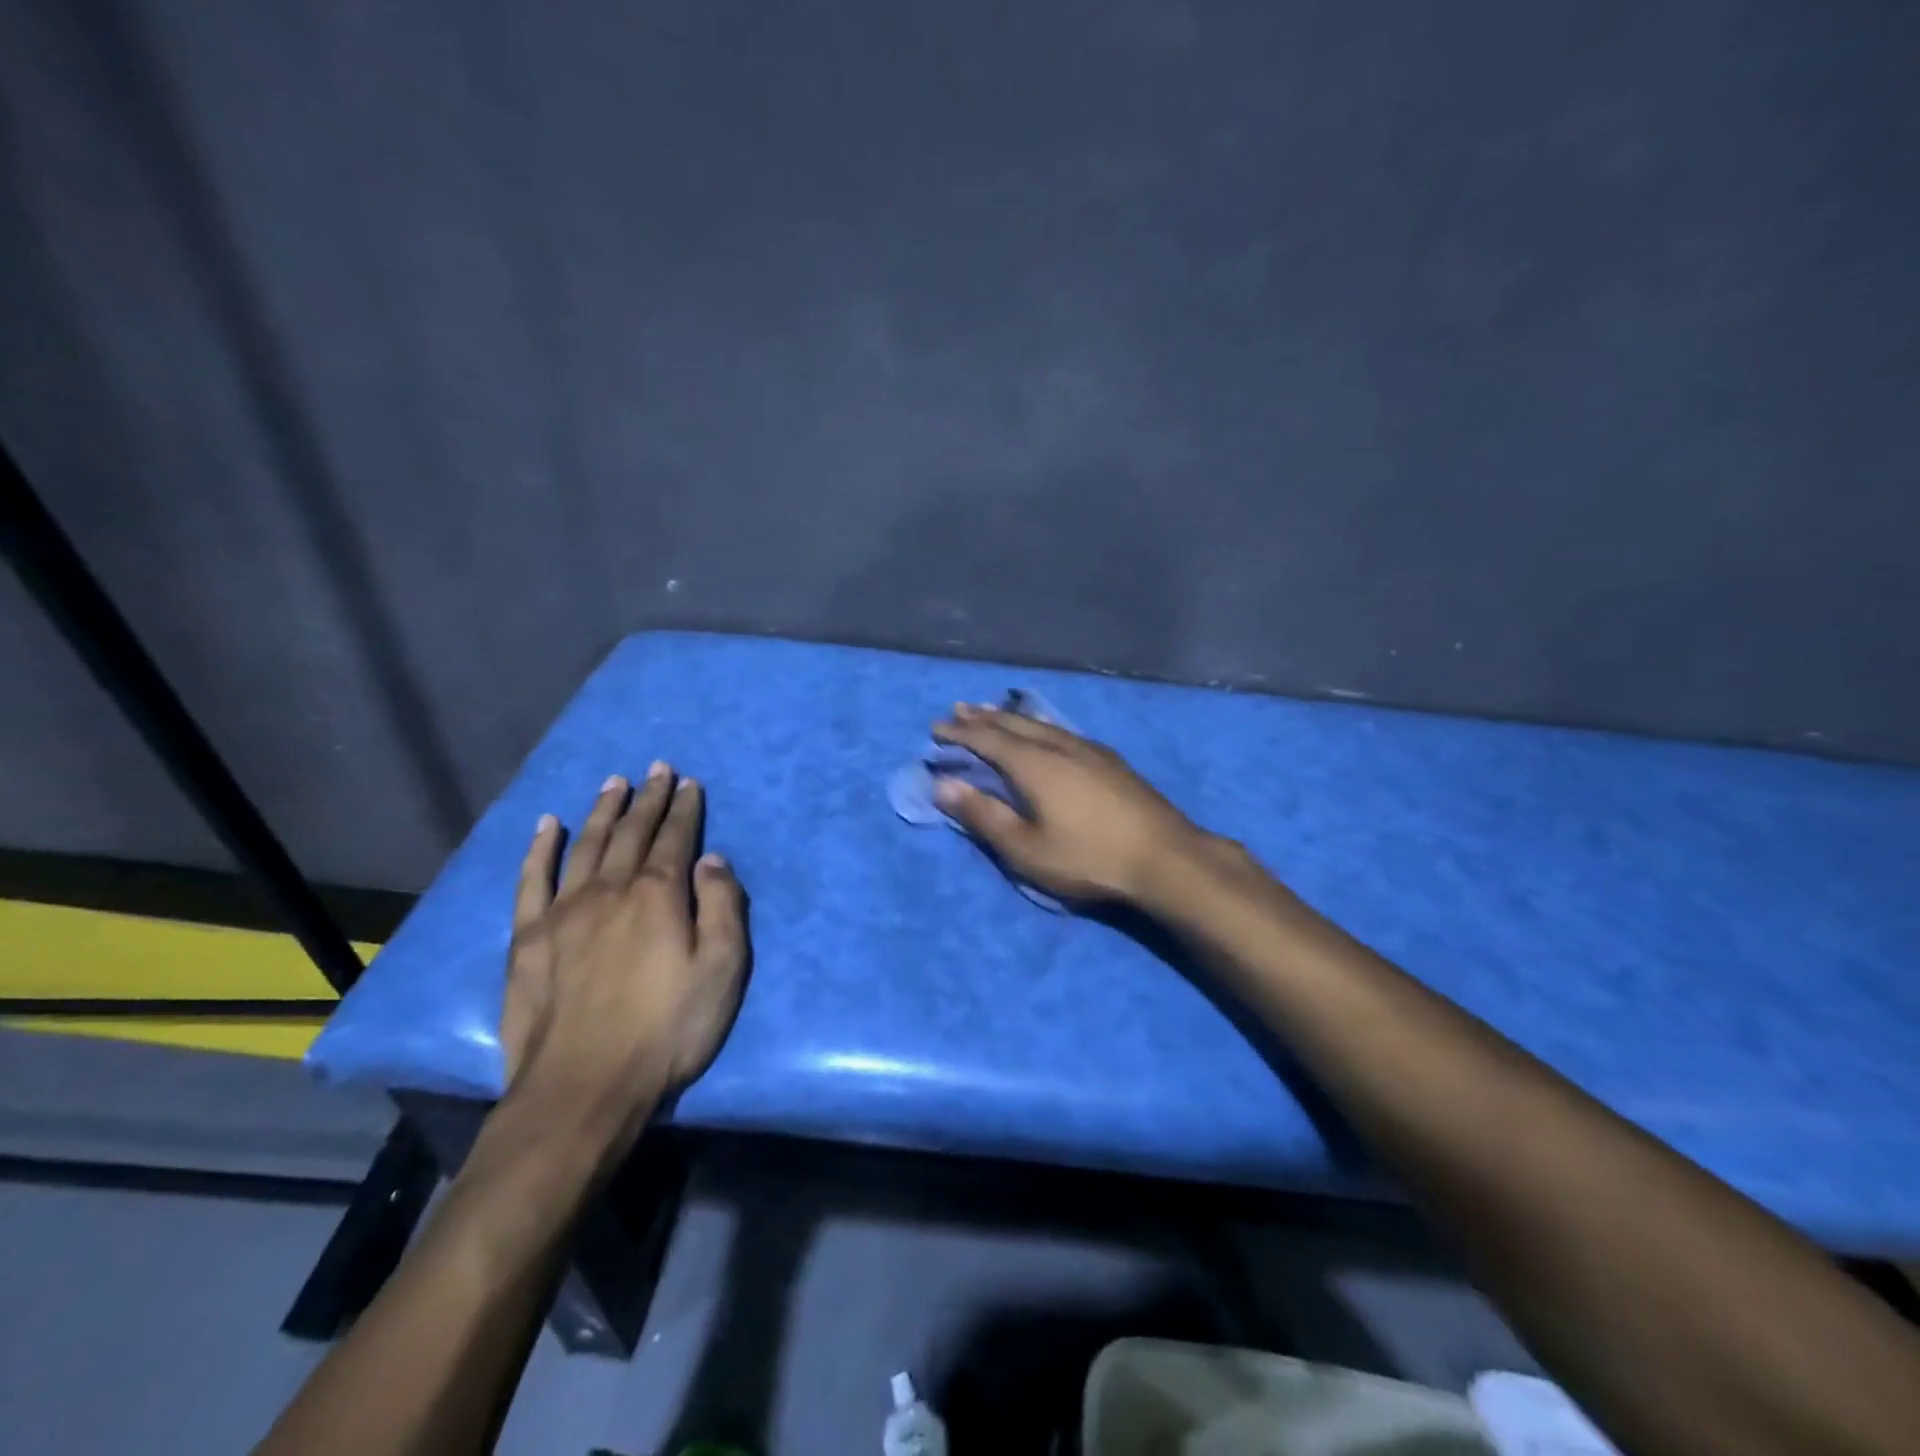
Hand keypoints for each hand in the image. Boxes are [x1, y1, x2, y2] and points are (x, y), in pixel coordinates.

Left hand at [499, 763, 748, 1145]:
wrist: (583, 1089)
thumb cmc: (666, 1030)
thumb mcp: (722, 971)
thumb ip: (722, 908)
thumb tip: (712, 859)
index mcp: (658, 895)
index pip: (676, 838)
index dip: (684, 808)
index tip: (689, 782)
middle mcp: (610, 890)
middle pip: (631, 832)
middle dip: (647, 798)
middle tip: (656, 768)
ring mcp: (563, 911)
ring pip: (585, 845)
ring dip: (601, 810)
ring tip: (613, 783)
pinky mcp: (528, 938)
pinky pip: (531, 880)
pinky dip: (539, 848)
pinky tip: (546, 824)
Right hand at [930, 702, 1218, 905]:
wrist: (1164, 857)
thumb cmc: (1088, 857)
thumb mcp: (1025, 848)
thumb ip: (983, 815)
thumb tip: (943, 785)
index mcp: (1034, 764)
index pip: (987, 740)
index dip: (959, 733)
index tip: (935, 729)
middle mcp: (1059, 746)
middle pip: (1014, 724)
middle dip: (983, 717)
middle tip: (958, 710)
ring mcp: (1089, 750)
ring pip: (1041, 724)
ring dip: (1011, 718)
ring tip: (994, 714)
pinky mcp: (1111, 760)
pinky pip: (1062, 731)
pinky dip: (1039, 726)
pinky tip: (1046, 733)